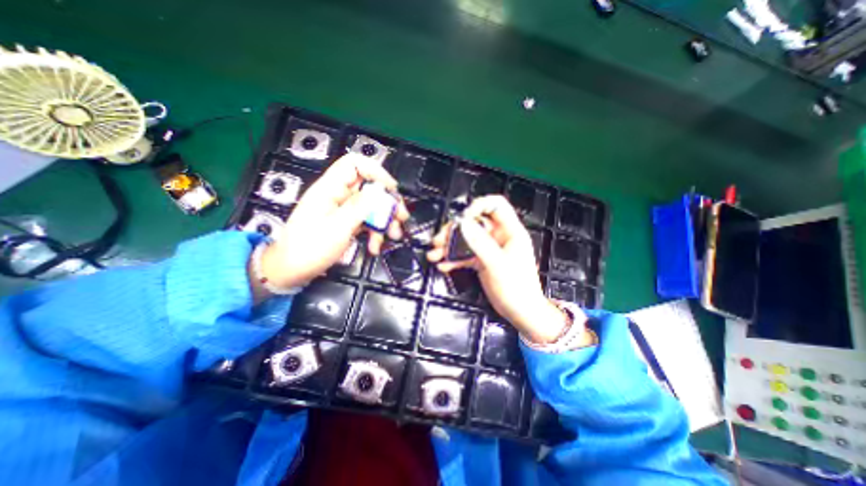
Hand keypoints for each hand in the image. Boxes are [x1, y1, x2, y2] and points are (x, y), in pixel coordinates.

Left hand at [254, 154, 409, 297]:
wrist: (292, 270)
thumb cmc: (309, 249)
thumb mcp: (337, 228)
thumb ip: (360, 208)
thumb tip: (379, 191)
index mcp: (329, 189)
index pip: (354, 165)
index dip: (375, 171)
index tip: (391, 189)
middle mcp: (338, 196)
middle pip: (369, 188)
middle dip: (388, 202)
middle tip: (401, 216)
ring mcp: (343, 210)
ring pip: (371, 206)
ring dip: (385, 220)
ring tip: (393, 235)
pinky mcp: (347, 222)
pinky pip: (366, 221)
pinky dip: (375, 232)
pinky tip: (376, 246)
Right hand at [428, 196, 581, 342]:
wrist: (520, 312)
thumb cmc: (517, 288)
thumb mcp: (497, 264)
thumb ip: (479, 243)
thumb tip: (463, 223)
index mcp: (510, 231)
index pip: (495, 205)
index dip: (478, 206)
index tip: (463, 219)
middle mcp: (499, 237)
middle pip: (474, 223)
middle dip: (455, 230)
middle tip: (440, 240)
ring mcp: (489, 249)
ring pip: (466, 239)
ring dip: (450, 245)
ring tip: (436, 254)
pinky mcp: (482, 261)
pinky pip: (465, 254)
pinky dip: (454, 258)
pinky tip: (444, 265)